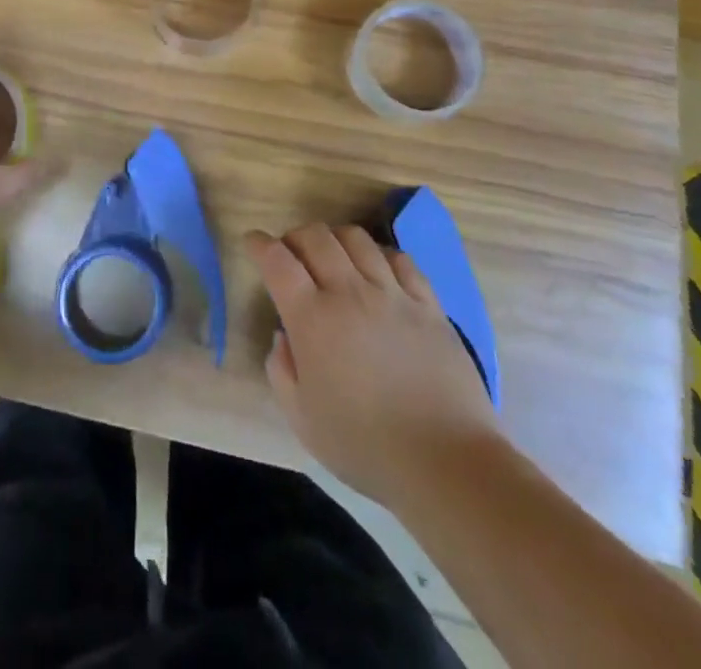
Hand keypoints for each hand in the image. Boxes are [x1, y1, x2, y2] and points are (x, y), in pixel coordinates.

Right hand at [244, 223, 502, 505]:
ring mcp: (392, 294)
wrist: (447, 463)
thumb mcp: (302, 419)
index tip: (253, 242)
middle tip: (292, 254)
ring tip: (334, 258)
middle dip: (295, 237)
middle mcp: (349, 293)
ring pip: (356, 238)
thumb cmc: (365, 447)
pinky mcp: (428, 304)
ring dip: (335, 239)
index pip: (277, 260)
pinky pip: (400, 259)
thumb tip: (284, 336)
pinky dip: (380, 254)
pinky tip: (377, 270)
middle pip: (316, 237)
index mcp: (312, 319)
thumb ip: (281, 370)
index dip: (260, 244)